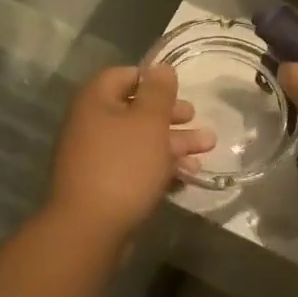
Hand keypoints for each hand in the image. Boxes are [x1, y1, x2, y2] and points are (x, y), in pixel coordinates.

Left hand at [47, 66, 214, 239]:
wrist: (90, 229)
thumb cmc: (123, 166)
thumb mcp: (149, 122)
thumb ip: (158, 93)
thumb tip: (160, 68)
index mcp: (96, 101)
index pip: (123, 75)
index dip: (151, 79)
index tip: (178, 89)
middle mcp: (91, 125)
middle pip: (134, 110)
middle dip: (170, 115)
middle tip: (196, 118)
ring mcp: (95, 157)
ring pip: (139, 141)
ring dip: (173, 142)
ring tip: (208, 148)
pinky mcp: (103, 185)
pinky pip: (135, 167)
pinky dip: (159, 167)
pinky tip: (188, 175)